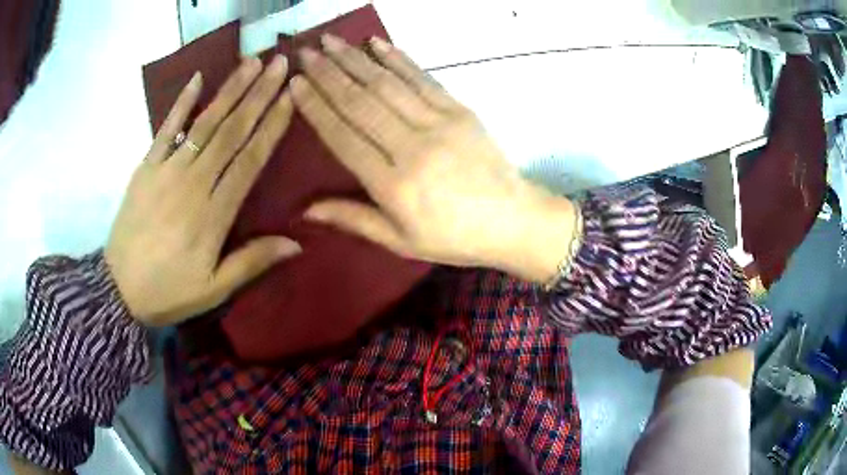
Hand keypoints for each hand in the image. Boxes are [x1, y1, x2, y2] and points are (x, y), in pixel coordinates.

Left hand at [106, 55, 299, 326]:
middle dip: (259, 94)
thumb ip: (252, 262)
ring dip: (230, 90)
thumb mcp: (213, 290)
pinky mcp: (146, 167)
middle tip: (281, 63)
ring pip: (205, 123)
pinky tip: (197, 79)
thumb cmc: (168, 291)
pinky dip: (181, 103)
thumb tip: (296, 244)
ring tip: (252, 61)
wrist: (118, 289)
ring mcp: (167, 170)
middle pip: (231, 131)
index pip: (249, 160)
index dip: (272, 125)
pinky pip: (165, 129)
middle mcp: (193, 183)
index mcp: (213, 214)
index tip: (292, 96)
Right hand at [291, 35, 576, 281]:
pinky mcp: (460, 110)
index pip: (344, 137)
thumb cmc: (454, 238)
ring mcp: (439, 123)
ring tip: (331, 40)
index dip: (316, 108)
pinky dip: (398, 58)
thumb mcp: (401, 241)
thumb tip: (305, 210)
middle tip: (305, 52)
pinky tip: (377, 43)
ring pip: (387, 84)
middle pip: (361, 102)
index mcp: (393, 185)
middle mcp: (412, 147)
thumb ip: (354, 219)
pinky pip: (423, 78)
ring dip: (355, 59)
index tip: (296, 84)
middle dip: (328, 74)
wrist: (512, 220)